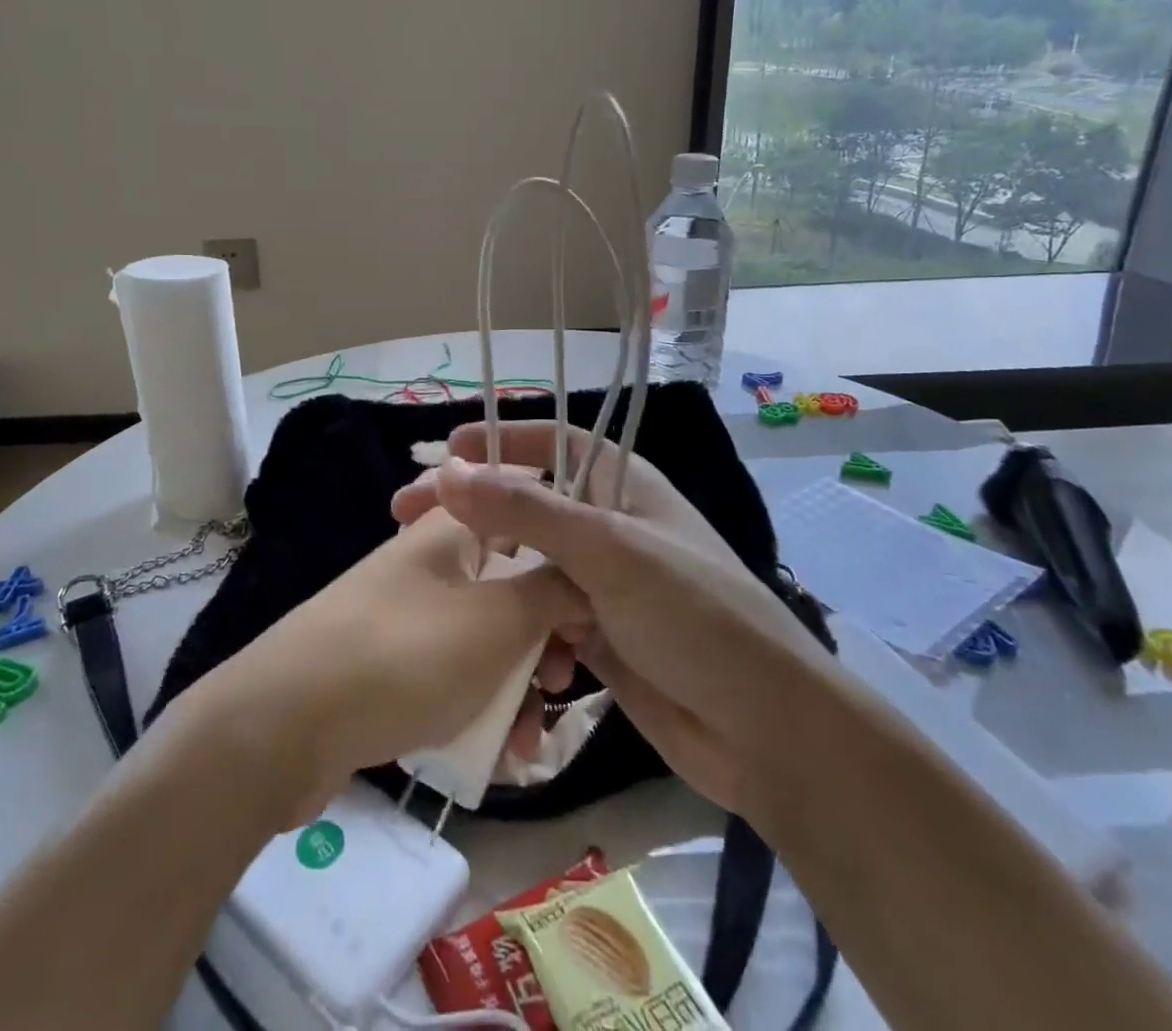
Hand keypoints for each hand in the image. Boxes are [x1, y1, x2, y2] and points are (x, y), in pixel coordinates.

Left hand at [196, 502, 588, 823]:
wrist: (281, 726)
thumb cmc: (404, 656)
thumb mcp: (496, 621)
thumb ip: (553, 592)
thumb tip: (586, 579)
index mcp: (454, 528)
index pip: (527, 517)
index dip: (567, 558)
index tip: (593, 607)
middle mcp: (432, 561)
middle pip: (511, 585)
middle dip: (546, 639)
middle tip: (563, 683)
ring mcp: (407, 613)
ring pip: (486, 637)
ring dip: (518, 685)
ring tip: (528, 740)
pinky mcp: (389, 663)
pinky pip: (453, 674)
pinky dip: (480, 706)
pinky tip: (497, 753)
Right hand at [392, 421, 832, 820]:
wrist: (765, 730)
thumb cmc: (693, 615)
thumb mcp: (609, 551)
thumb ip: (527, 512)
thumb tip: (449, 473)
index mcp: (622, 487)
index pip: (555, 443)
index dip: (502, 440)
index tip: (445, 452)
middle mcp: (609, 529)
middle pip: (528, 505)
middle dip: (474, 510)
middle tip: (406, 518)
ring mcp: (601, 585)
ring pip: (528, 566)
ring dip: (489, 574)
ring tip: (435, 581)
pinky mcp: (596, 637)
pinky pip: (539, 620)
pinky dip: (516, 629)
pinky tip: (492, 648)